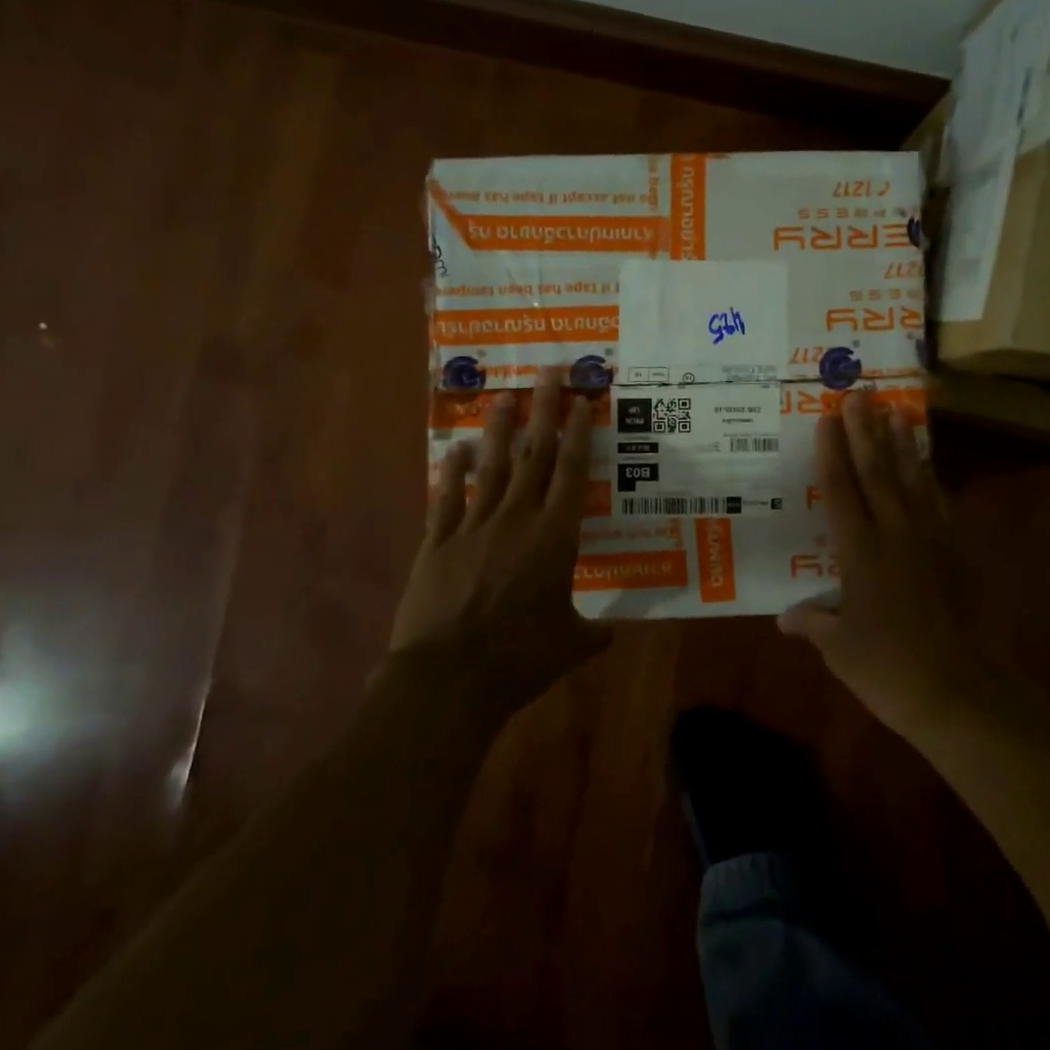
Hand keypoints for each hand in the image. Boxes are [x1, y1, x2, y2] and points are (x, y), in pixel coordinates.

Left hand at [390, 368, 609, 724]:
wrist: (449, 678)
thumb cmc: (521, 659)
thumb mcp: (571, 646)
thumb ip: (593, 632)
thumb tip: (610, 633)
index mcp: (555, 537)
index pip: (572, 473)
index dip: (579, 433)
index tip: (582, 400)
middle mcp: (517, 519)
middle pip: (534, 454)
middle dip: (544, 409)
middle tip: (547, 371)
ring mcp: (473, 527)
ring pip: (491, 466)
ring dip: (499, 429)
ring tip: (504, 396)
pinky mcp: (438, 543)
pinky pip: (448, 498)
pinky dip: (452, 472)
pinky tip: (454, 450)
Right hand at [778, 391, 983, 738]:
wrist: (963, 693)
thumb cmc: (890, 670)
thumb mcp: (840, 649)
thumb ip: (814, 624)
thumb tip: (785, 618)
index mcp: (860, 552)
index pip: (840, 491)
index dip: (832, 452)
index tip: (828, 417)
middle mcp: (895, 535)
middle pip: (877, 473)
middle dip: (866, 432)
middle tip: (861, 394)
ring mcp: (932, 542)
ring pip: (913, 481)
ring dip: (903, 445)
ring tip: (898, 412)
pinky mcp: (959, 556)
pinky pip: (941, 507)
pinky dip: (932, 482)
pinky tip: (928, 468)